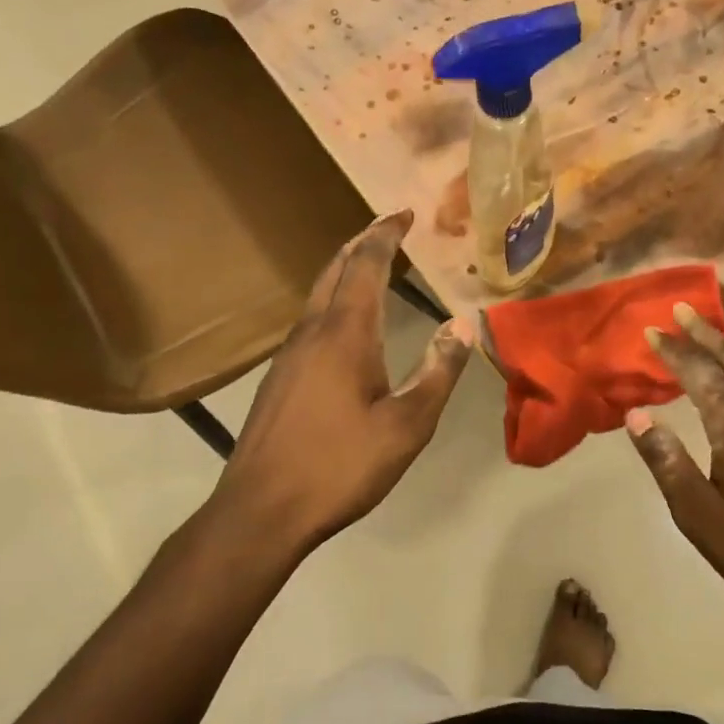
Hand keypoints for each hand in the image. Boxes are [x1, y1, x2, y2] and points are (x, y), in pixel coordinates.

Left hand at [208, 211, 473, 553]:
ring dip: (345, 271)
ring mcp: (288, 354)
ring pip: (318, 294)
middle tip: (389, 229)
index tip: (404, 213)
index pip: (366, 264)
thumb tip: (463, 325)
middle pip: (335, 269)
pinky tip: (345, 325)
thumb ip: (438, 372)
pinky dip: (334, 301)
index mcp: (344, 333)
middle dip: (362, 243)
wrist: (261, 510)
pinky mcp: (278, 377)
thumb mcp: (406, 426)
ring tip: (372, 267)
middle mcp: (311, 331)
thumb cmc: (340, 466)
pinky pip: (310, 319)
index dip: (386, 234)